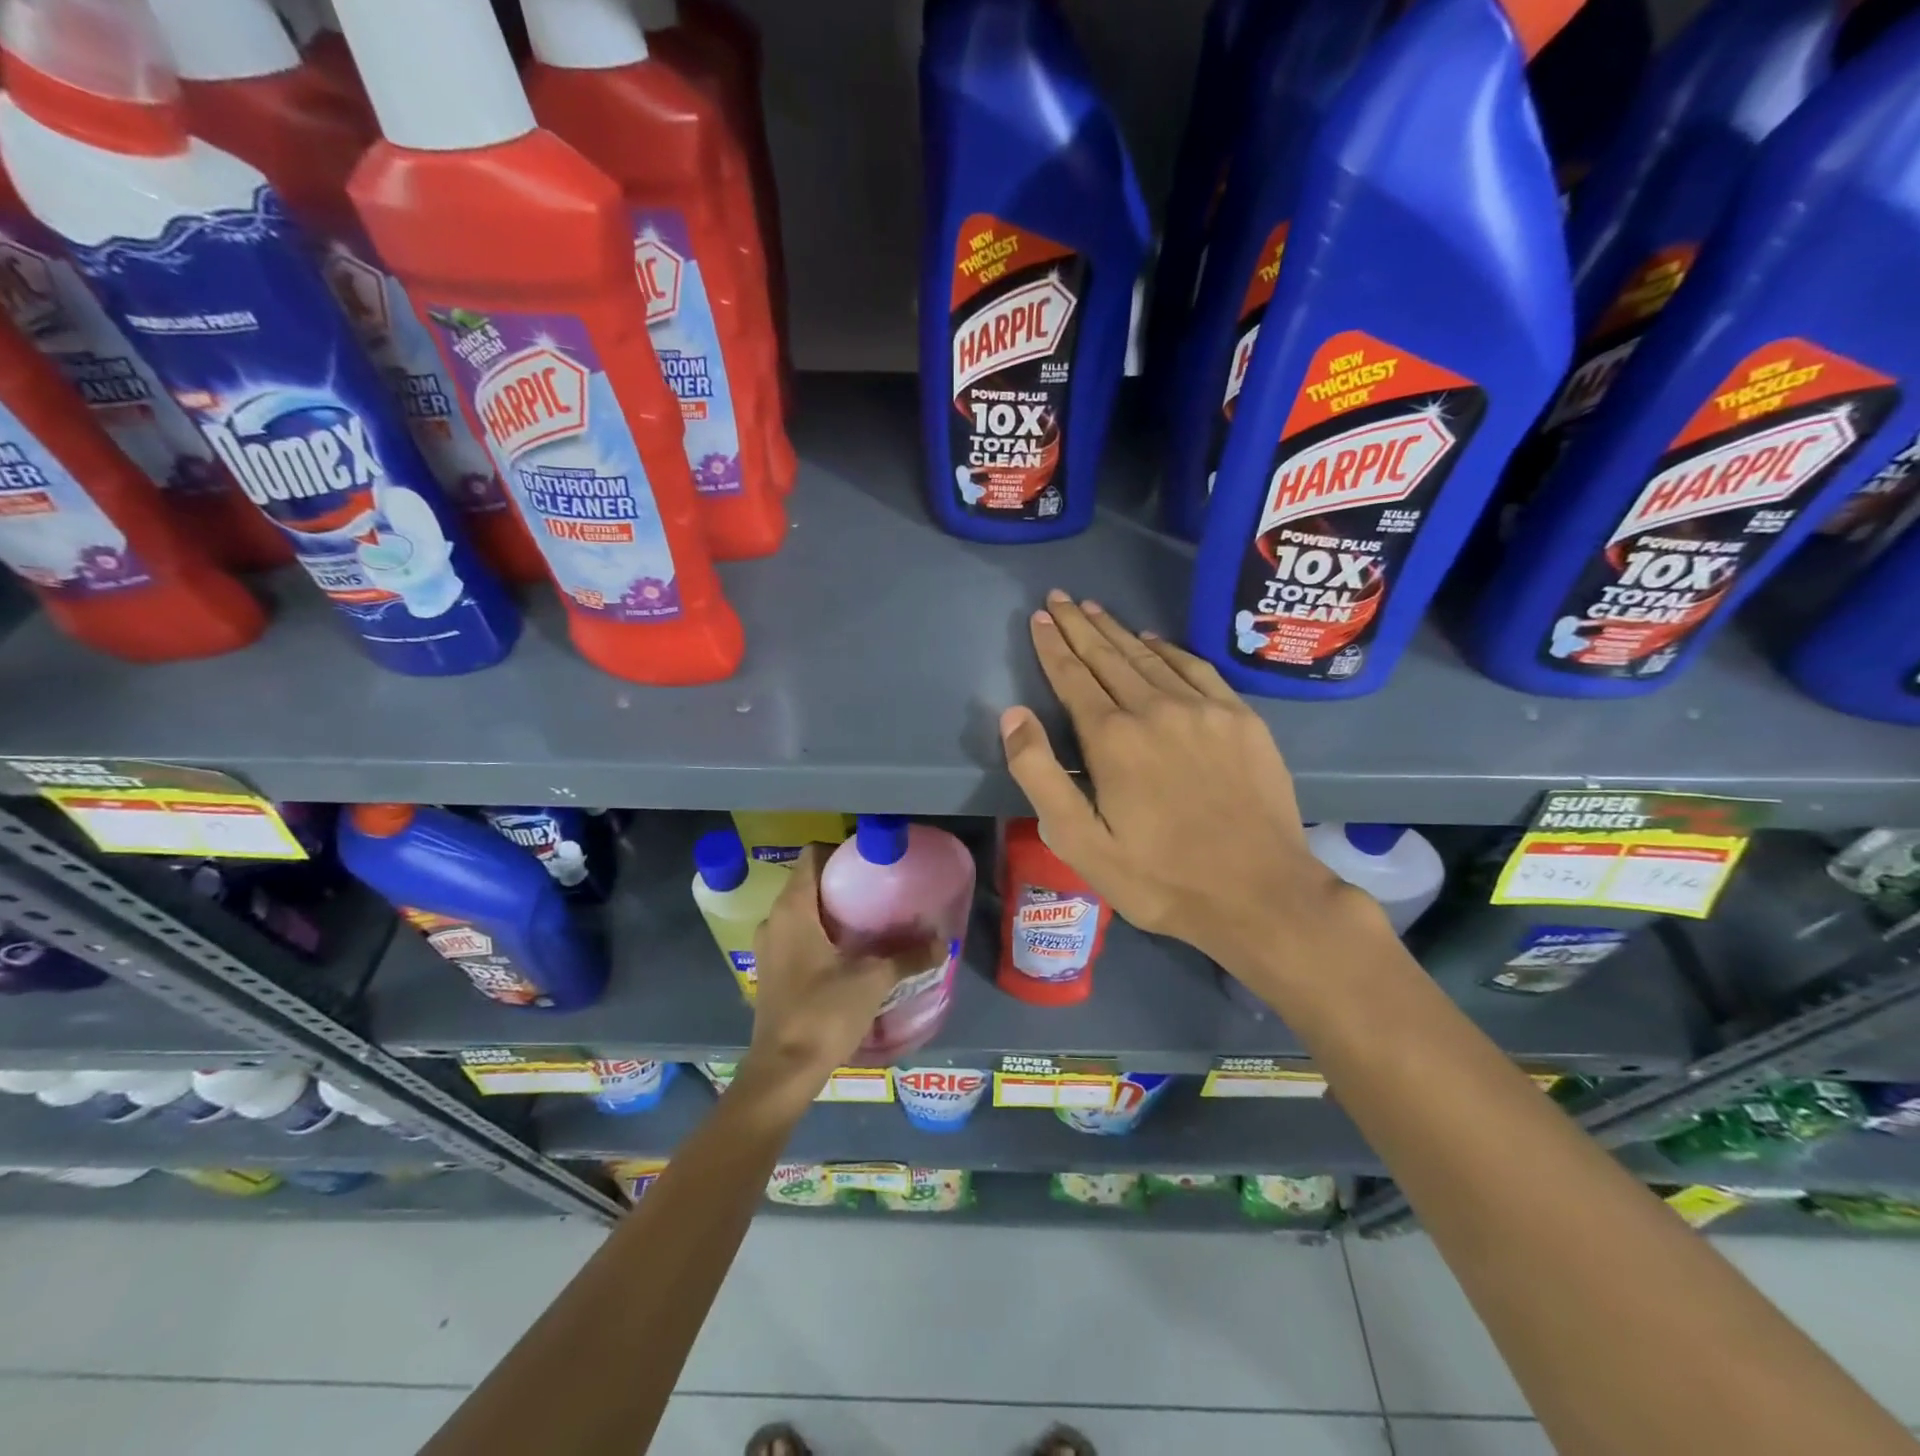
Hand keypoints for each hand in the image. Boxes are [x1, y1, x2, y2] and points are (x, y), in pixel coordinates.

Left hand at [742, 844, 937, 1101]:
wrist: (783, 1071)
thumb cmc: (824, 1013)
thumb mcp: (873, 980)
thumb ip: (908, 957)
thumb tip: (942, 942)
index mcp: (793, 909)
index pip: (812, 856)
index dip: (840, 851)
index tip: (870, 861)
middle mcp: (774, 920)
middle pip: (808, 883)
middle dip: (842, 883)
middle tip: (879, 890)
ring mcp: (769, 948)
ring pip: (802, 912)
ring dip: (831, 912)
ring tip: (869, 920)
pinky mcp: (771, 972)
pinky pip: (797, 937)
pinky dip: (820, 935)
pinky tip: (849, 953)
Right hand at [999, 592, 1366, 983]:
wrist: (1260, 894)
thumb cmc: (1160, 878)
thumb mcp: (1081, 842)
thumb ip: (1040, 775)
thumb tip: (1013, 715)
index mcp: (1113, 739)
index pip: (1073, 677)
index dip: (1052, 646)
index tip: (1039, 618)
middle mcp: (1156, 709)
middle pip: (1108, 656)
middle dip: (1079, 625)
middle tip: (1059, 598)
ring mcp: (1204, 709)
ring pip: (1150, 656)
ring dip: (1118, 631)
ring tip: (1095, 609)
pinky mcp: (1241, 718)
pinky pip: (1196, 668)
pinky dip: (1169, 649)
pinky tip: (1155, 641)